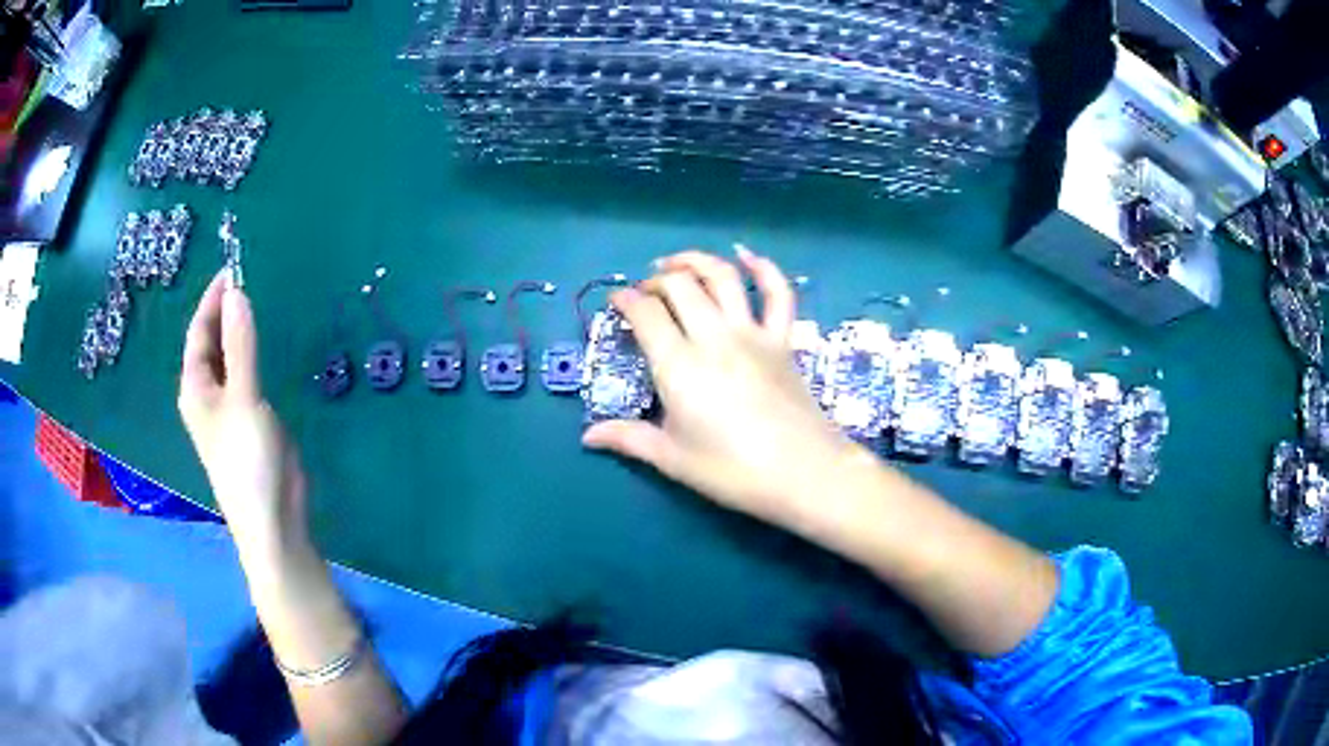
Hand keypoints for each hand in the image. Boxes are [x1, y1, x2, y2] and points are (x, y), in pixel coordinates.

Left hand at [179, 272, 307, 558]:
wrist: (272, 518)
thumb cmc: (248, 459)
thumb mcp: (244, 398)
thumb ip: (241, 345)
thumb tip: (238, 292)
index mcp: (195, 387)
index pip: (199, 331)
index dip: (212, 298)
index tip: (234, 267)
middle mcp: (208, 393)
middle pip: (212, 342)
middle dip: (227, 310)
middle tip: (252, 276)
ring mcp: (230, 407)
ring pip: (231, 358)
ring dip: (241, 331)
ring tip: (261, 299)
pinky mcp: (250, 419)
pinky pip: (248, 375)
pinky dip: (255, 354)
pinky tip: (269, 343)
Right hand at [583, 248, 863, 526]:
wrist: (803, 473)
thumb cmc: (732, 470)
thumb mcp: (672, 459)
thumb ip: (629, 439)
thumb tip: (588, 436)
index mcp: (679, 365)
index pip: (645, 314)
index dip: (625, 301)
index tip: (616, 302)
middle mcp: (714, 337)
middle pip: (680, 286)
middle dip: (655, 281)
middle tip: (644, 292)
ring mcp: (753, 334)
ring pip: (723, 277)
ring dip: (696, 261)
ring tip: (677, 263)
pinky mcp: (783, 340)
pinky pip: (778, 294)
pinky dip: (764, 269)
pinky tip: (748, 257)